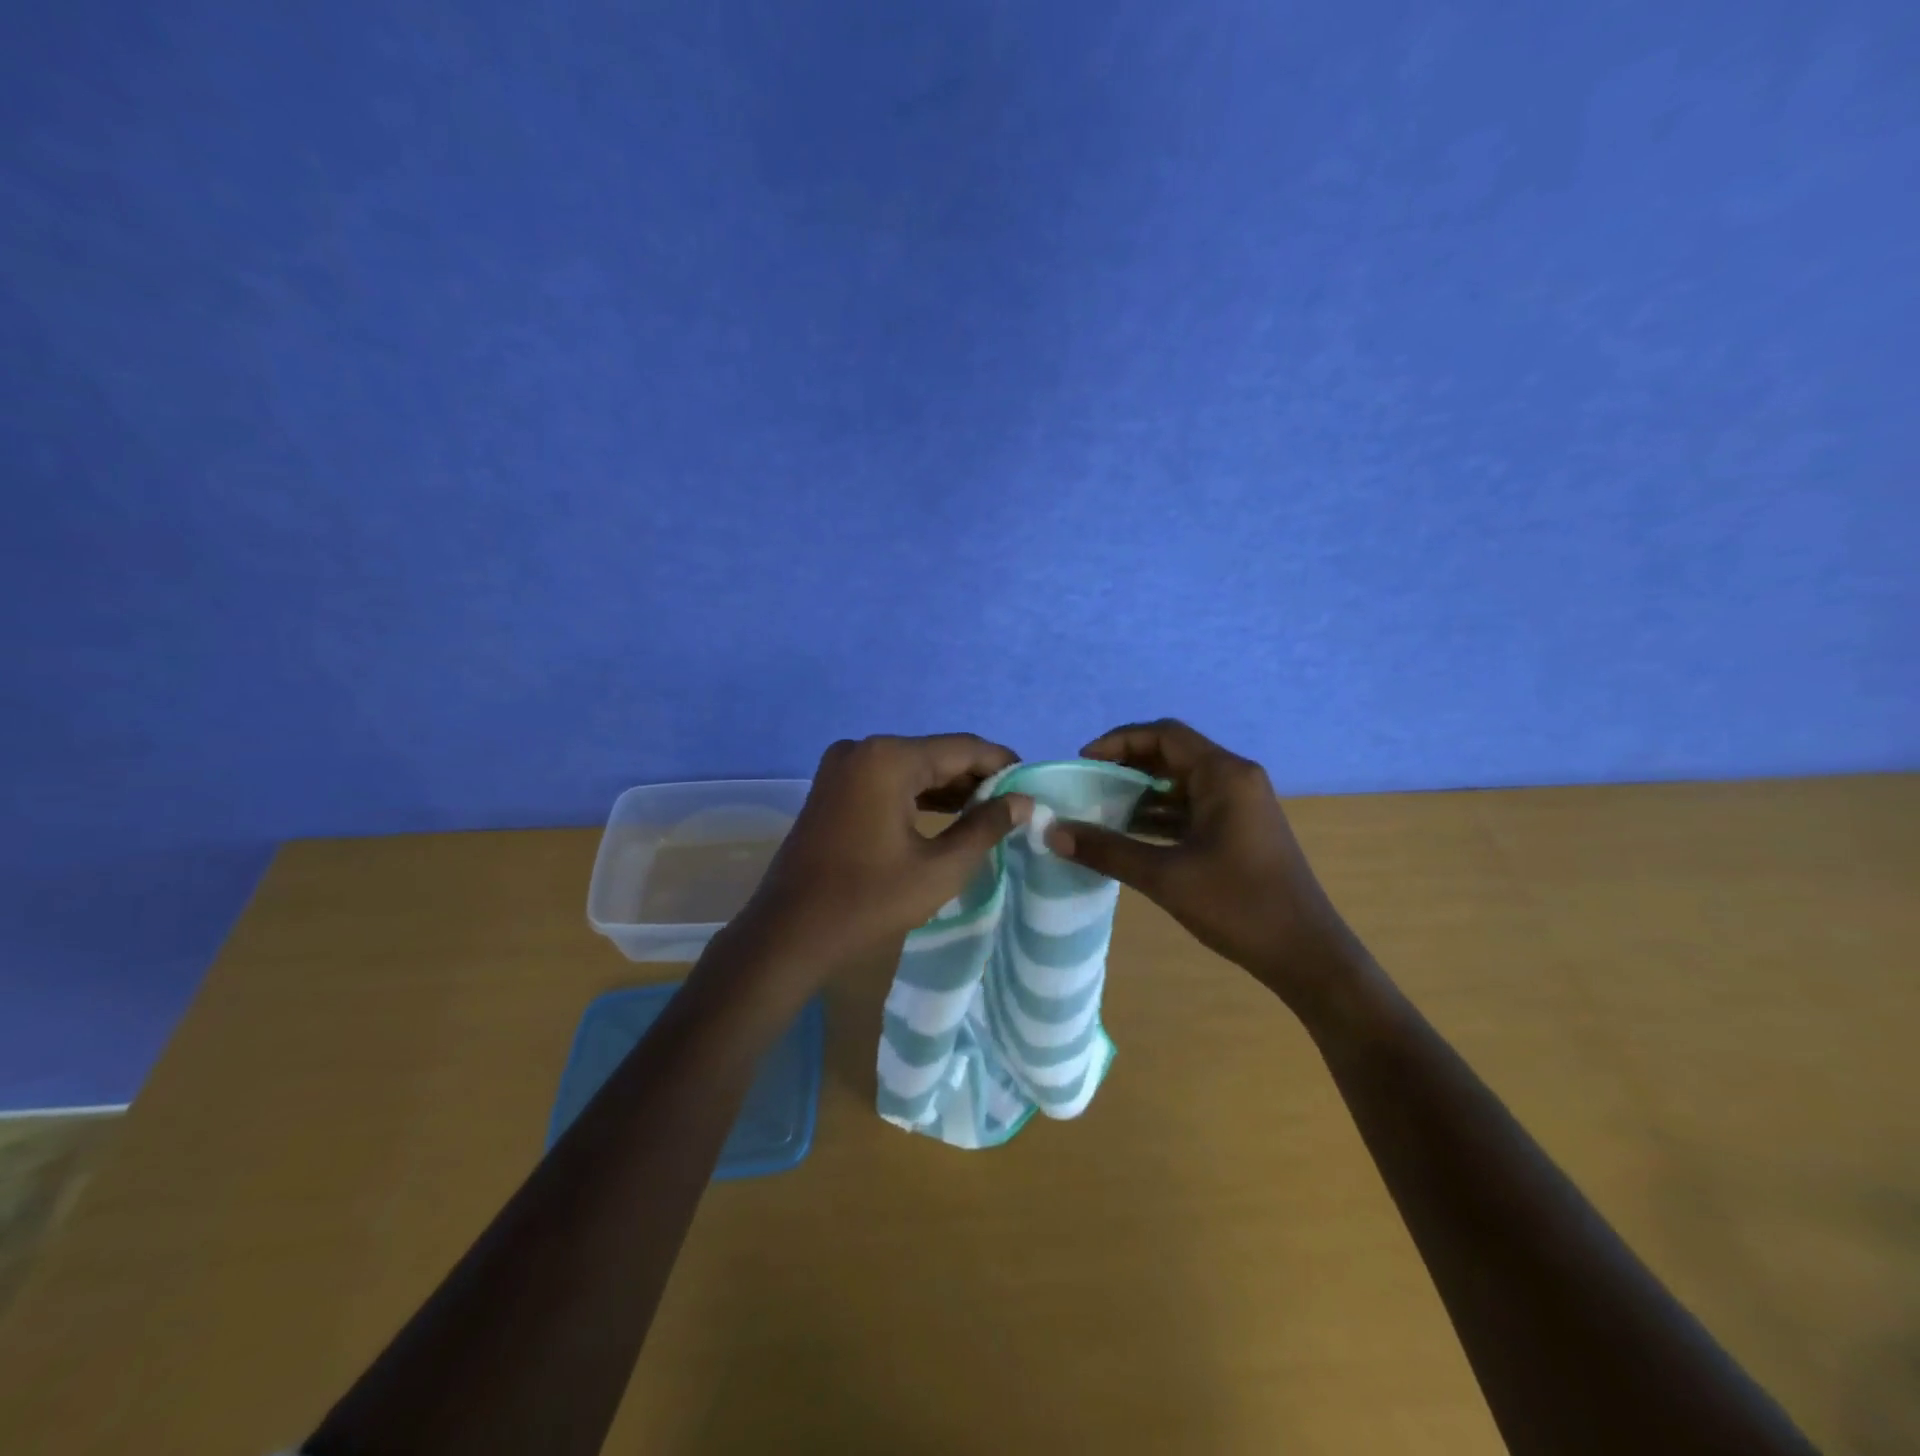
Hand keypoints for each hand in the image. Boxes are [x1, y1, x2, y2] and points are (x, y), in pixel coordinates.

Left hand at [729, 734, 1031, 982]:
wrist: (789, 932)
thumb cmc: (869, 901)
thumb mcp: (940, 868)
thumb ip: (985, 827)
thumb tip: (1021, 801)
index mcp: (889, 758)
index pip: (963, 748)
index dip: (1002, 764)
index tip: (1033, 783)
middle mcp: (863, 748)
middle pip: (936, 754)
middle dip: (975, 778)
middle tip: (1013, 804)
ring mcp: (842, 766)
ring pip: (911, 767)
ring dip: (947, 787)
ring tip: (987, 812)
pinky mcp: (832, 786)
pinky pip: (886, 779)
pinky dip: (917, 794)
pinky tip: (945, 815)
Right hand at [1045, 719, 1355, 1009]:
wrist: (1305, 954)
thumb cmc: (1239, 906)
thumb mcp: (1165, 876)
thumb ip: (1107, 849)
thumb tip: (1053, 832)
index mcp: (1224, 775)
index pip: (1164, 735)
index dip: (1118, 741)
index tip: (1082, 762)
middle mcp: (1235, 779)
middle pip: (1172, 754)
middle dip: (1126, 766)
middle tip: (1085, 785)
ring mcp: (1239, 805)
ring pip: (1180, 783)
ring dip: (1140, 792)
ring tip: (1097, 809)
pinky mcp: (1238, 830)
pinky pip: (1191, 808)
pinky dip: (1159, 815)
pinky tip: (1128, 834)